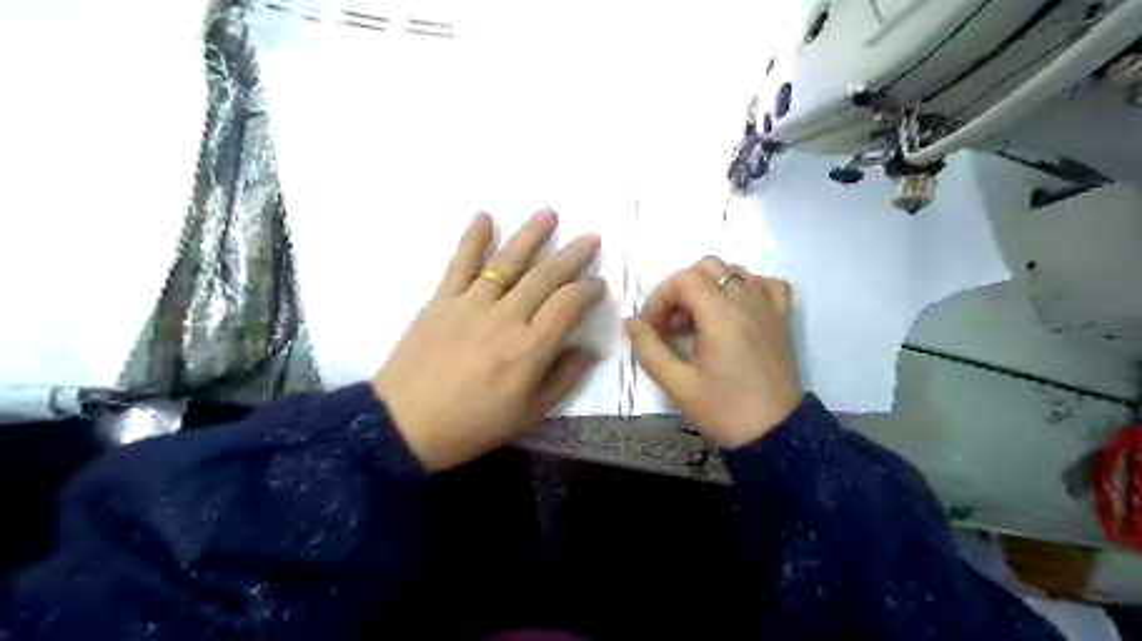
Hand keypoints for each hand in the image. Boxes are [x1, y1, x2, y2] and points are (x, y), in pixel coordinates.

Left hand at [375, 208, 605, 469]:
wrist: (405, 426)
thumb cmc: (473, 425)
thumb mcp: (529, 415)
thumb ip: (563, 379)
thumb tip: (588, 349)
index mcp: (531, 348)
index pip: (569, 305)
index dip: (589, 290)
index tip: (599, 283)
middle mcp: (506, 317)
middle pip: (545, 277)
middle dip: (572, 256)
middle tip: (591, 238)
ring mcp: (472, 304)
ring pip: (508, 261)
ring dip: (531, 235)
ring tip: (549, 213)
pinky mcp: (442, 300)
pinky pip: (460, 264)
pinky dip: (472, 238)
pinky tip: (485, 216)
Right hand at [623, 258, 801, 448]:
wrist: (775, 434)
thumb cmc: (723, 409)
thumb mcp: (677, 384)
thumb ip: (649, 349)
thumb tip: (631, 322)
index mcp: (721, 314)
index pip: (684, 279)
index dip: (660, 297)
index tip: (653, 328)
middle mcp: (747, 300)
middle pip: (708, 267)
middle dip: (682, 289)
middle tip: (673, 324)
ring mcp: (769, 307)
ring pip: (735, 271)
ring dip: (710, 287)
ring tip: (700, 321)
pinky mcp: (782, 319)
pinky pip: (766, 285)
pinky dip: (747, 288)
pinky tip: (736, 311)